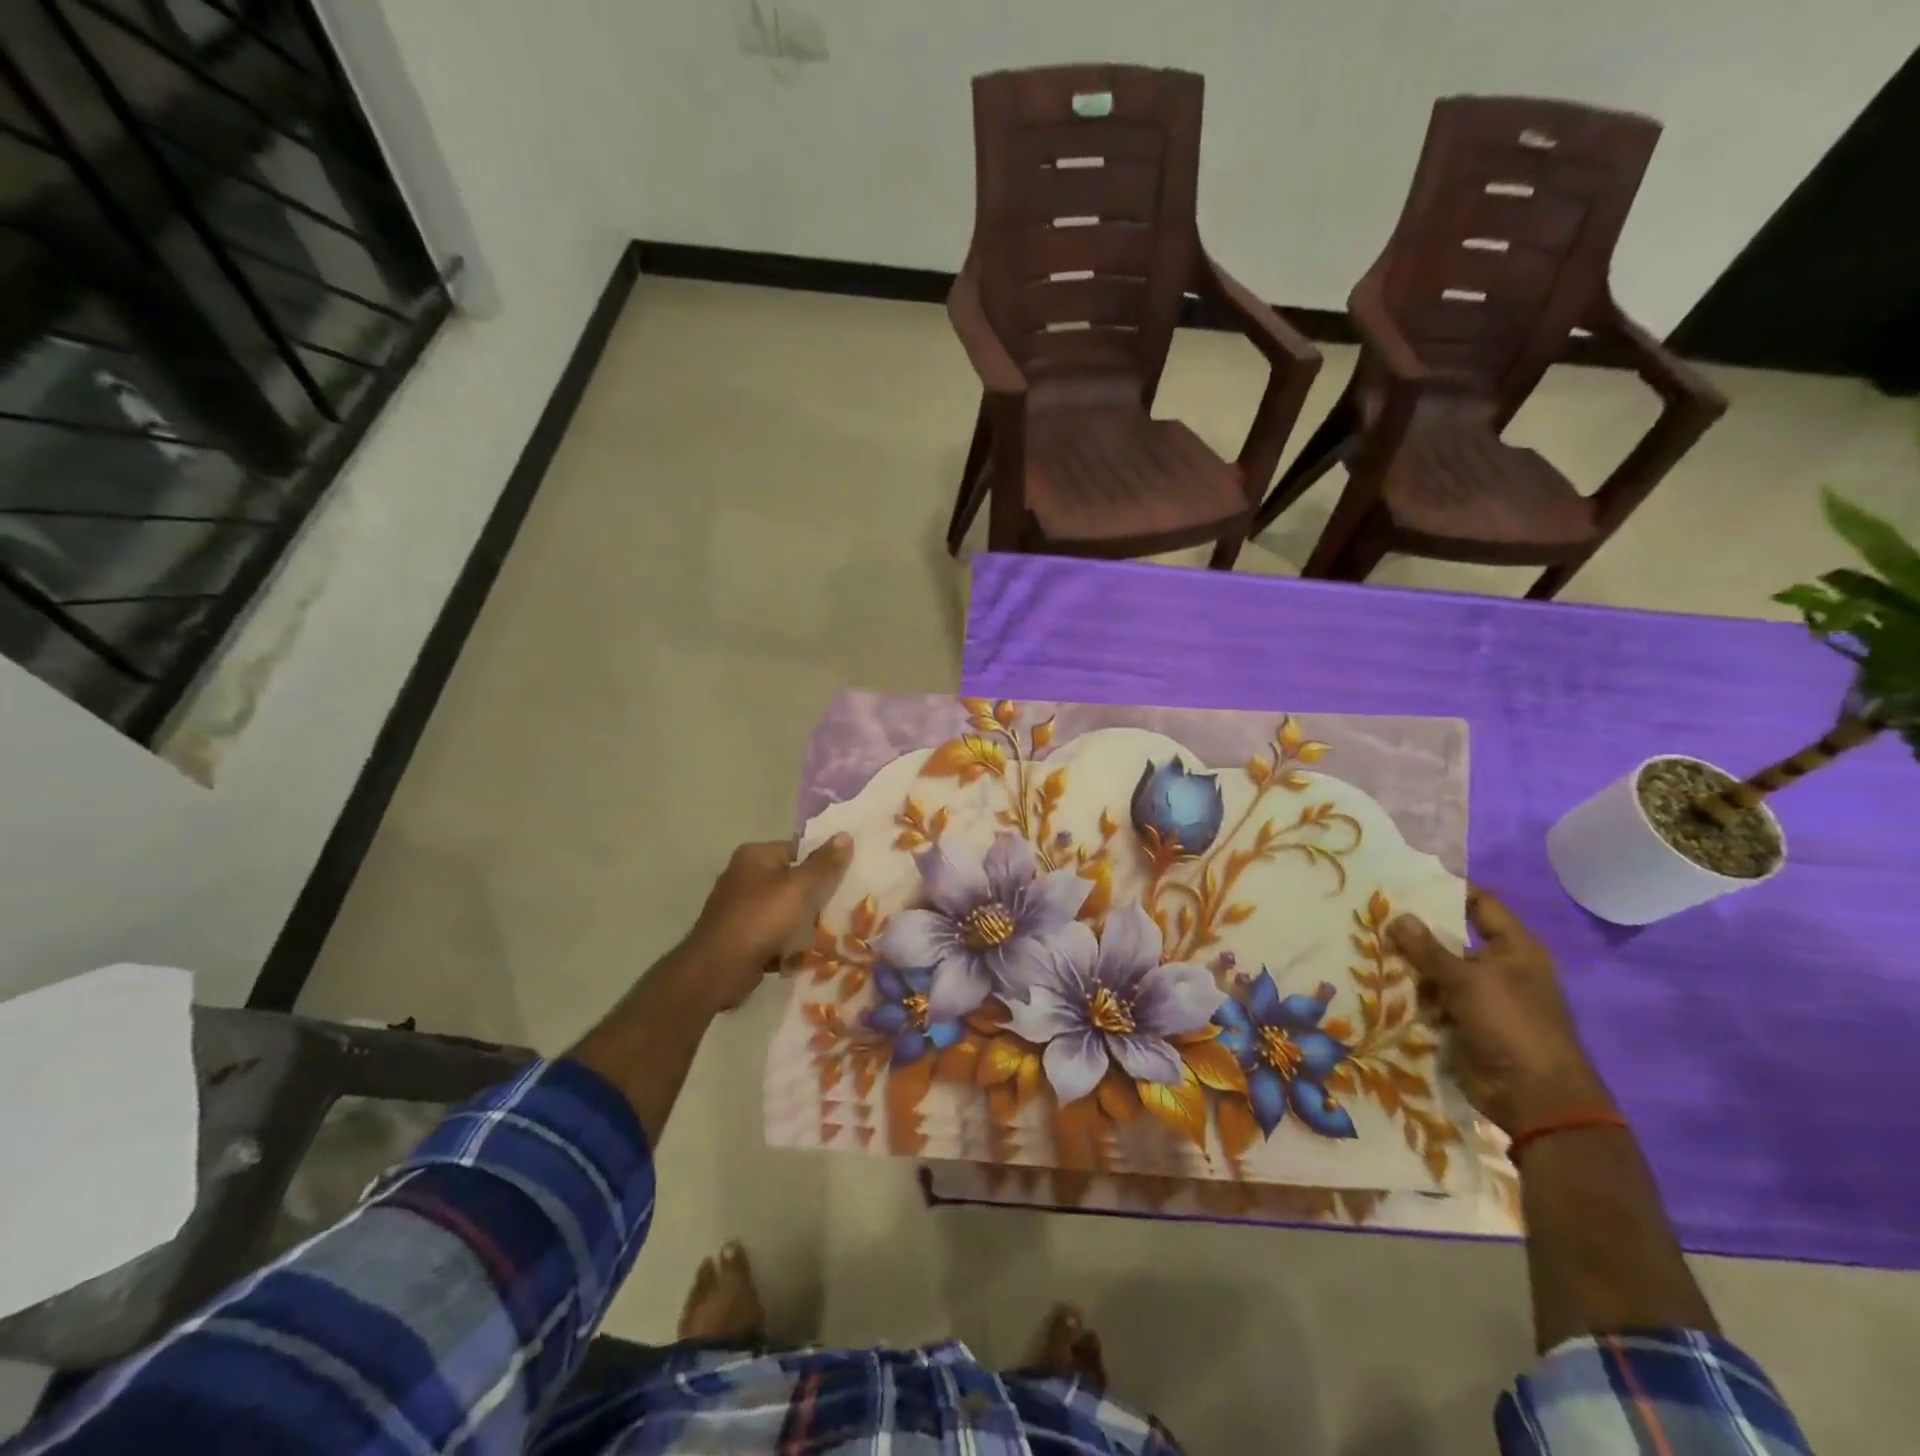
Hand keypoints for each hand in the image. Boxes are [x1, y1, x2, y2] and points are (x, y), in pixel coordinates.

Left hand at [679, 836, 851, 1010]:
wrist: (718, 970)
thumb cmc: (761, 919)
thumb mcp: (799, 887)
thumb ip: (824, 863)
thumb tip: (845, 835)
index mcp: (755, 855)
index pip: (799, 850)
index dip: (822, 864)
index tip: (844, 881)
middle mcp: (744, 875)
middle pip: (792, 880)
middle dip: (814, 898)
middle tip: (838, 910)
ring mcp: (739, 907)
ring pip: (785, 909)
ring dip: (802, 924)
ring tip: (825, 935)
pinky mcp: (739, 935)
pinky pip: (772, 933)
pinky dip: (786, 942)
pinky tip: (801, 954)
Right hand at [1386, 891, 1612, 1133]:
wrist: (1533, 1098)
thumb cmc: (1511, 1025)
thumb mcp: (1468, 980)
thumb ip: (1429, 949)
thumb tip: (1398, 916)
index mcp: (1514, 949)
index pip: (1480, 904)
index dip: (1447, 889)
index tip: (1405, 879)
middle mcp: (1498, 967)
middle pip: (1451, 937)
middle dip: (1414, 929)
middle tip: (1372, 912)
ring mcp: (1480, 996)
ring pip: (1435, 969)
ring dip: (1406, 963)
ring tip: (1364, 943)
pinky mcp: (1463, 1021)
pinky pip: (1431, 998)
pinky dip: (1409, 992)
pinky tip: (1374, 979)